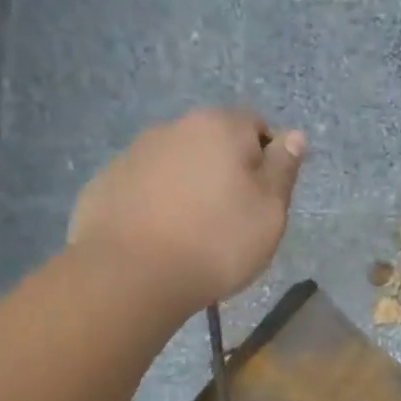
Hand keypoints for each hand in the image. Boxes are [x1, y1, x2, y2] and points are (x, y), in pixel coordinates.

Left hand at [68, 107, 304, 311]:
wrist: (132, 274)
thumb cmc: (217, 241)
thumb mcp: (270, 211)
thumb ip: (283, 169)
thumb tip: (294, 135)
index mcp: (219, 127)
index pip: (256, 125)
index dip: (267, 159)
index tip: (265, 198)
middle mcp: (174, 127)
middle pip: (212, 143)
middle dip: (225, 171)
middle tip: (232, 219)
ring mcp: (134, 153)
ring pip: (176, 164)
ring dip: (190, 186)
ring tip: (193, 233)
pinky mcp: (106, 182)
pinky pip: (144, 187)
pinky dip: (157, 204)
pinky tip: (160, 238)